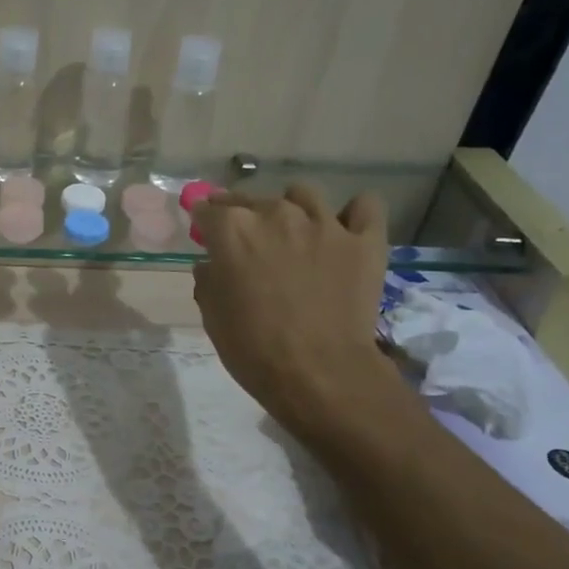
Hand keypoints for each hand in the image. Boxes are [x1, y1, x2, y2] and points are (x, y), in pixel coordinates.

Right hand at [191, 184, 404, 441]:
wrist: (319, 374)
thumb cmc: (253, 349)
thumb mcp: (212, 316)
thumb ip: (208, 279)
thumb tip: (213, 263)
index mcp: (233, 231)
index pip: (209, 209)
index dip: (203, 220)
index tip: (204, 231)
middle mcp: (277, 214)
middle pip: (253, 199)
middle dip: (242, 214)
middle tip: (245, 241)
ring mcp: (325, 224)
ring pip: (304, 194)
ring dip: (292, 208)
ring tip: (293, 232)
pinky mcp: (365, 240)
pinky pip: (364, 205)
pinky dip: (353, 213)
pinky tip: (343, 229)